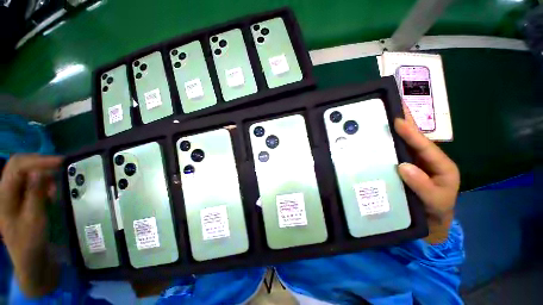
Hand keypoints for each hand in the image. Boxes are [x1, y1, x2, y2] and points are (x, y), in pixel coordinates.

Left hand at [0, 154, 61, 296]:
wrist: (31, 260)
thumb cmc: (30, 242)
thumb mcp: (34, 219)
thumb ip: (35, 194)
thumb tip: (41, 171)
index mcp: (3, 195)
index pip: (17, 167)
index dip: (38, 161)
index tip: (61, 162)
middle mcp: (5, 191)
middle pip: (18, 165)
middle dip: (39, 162)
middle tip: (60, 166)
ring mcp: (12, 195)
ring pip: (24, 172)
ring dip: (41, 172)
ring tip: (56, 182)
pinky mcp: (21, 200)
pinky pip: (30, 182)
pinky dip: (42, 181)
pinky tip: (51, 190)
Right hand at [394, 110, 459, 243]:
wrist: (429, 221)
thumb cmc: (436, 210)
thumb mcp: (435, 200)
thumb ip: (423, 185)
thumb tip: (403, 166)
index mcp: (440, 164)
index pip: (425, 145)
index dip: (412, 133)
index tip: (398, 120)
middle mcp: (426, 160)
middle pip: (415, 138)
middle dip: (405, 123)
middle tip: (393, 106)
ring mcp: (413, 163)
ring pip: (403, 145)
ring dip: (393, 132)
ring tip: (383, 118)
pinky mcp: (403, 168)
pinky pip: (395, 154)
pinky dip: (387, 145)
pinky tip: (377, 139)